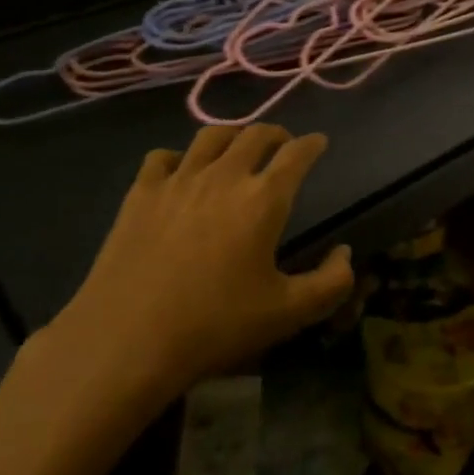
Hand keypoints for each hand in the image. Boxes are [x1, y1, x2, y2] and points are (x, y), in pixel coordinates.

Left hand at [43, 125, 354, 405]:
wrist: (127, 339)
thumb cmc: (215, 326)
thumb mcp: (288, 314)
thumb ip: (330, 282)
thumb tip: (346, 253)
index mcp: (263, 199)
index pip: (296, 154)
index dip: (312, 144)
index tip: (319, 142)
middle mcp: (223, 176)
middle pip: (255, 134)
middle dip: (276, 134)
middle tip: (282, 146)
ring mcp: (178, 180)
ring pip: (211, 136)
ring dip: (232, 136)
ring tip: (237, 150)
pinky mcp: (140, 193)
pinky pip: (163, 157)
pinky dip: (180, 157)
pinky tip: (181, 173)